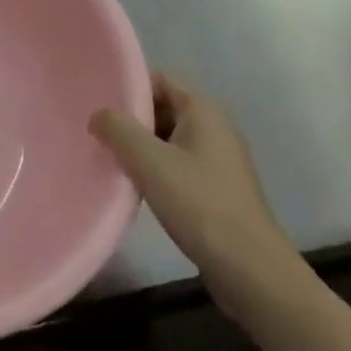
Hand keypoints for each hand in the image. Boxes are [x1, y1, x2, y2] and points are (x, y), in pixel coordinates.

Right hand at [90, 72, 300, 314]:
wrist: (251, 271)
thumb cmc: (199, 204)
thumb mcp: (148, 160)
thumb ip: (117, 128)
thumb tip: (98, 116)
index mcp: (203, 110)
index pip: (159, 80)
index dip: (128, 87)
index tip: (100, 104)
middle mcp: (216, 129)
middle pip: (164, 108)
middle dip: (132, 120)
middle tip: (100, 134)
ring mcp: (221, 162)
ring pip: (170, 140)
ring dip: (142, 148)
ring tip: (112, 160)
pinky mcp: (220, 191)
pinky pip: (180, 166)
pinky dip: (158, 170)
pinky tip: (138, 187)